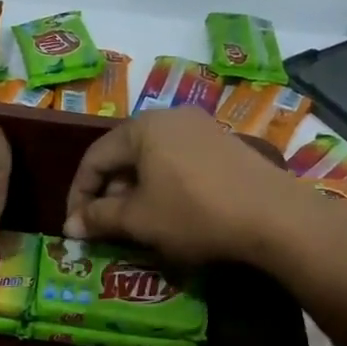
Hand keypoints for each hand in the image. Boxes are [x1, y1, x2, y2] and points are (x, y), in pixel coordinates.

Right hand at [65, 106, 346, 265]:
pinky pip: (178, 162)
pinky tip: (171, 213)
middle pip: (123, 156)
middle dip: (108, 194)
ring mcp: (201, 128)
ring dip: (135, 192)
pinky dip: (164, 186)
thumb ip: (99, 218)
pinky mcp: (224, 145)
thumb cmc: (194, 213)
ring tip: (137, 224)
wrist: (275, 217)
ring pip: (151, 160)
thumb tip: (71, 226)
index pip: (93, 159)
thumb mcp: (139, 220)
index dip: (78, 195)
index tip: (75, 228)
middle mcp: (169, 118)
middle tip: (105, 227)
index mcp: (142, 128)